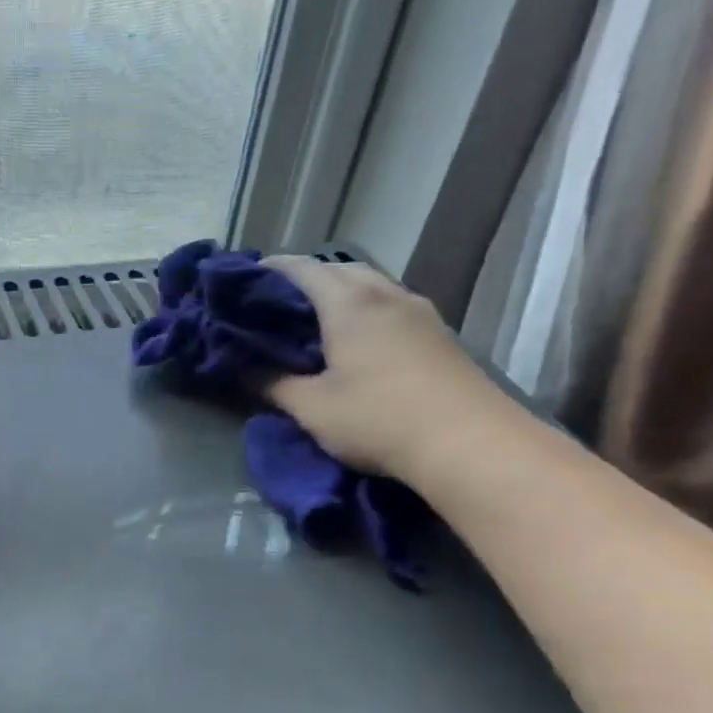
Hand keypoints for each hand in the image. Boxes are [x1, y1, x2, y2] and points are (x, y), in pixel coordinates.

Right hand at [261, 257, 511, 480]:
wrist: (470, 444)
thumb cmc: (379, 420)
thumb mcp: (312, 408)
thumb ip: (271, 383)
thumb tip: (242, 369)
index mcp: (348, 303)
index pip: (301, 268)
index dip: (270, 270)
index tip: (244, 283)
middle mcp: (384, 294)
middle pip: (338, 269)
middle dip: (305, 279)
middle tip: (277, 305)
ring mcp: (418, 311)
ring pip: (370, 284)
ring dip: (339, 292)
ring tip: (314, 320)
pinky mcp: (439, 332)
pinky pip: (390, 304)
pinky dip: (365, 308)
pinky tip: (357, 338)